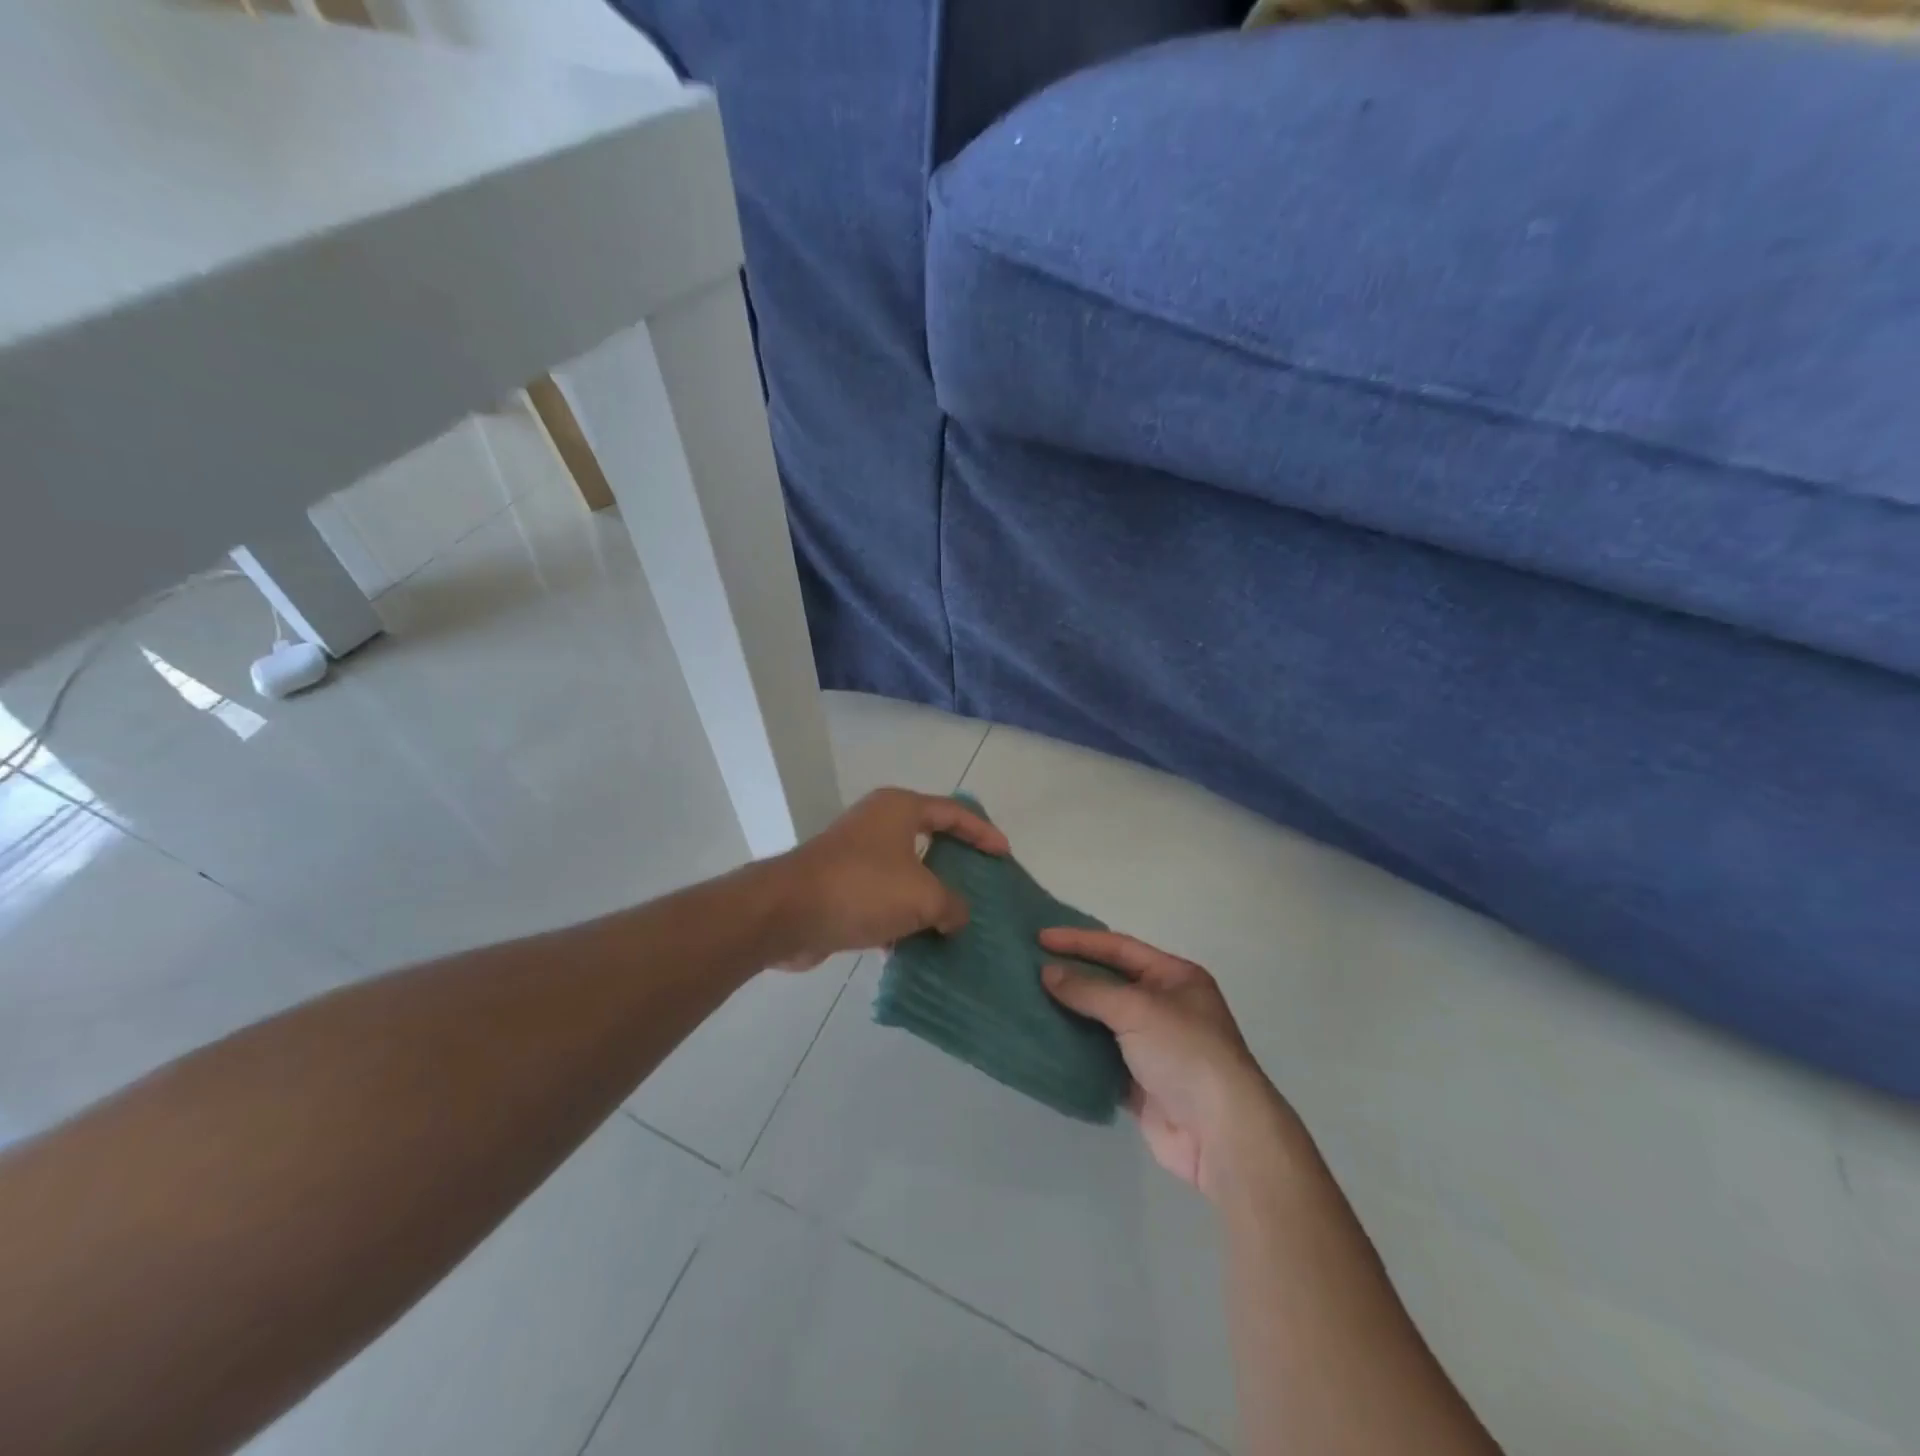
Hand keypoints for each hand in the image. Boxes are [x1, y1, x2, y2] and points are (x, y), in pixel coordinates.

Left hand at [768, 788, 1008, 969]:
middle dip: (957, 866)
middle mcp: (878, 824)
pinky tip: (918, 948)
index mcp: (900, 809)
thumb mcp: (923, 896)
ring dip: (929, 898)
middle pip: (930, 840)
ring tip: (957, 924)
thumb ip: (952, 905)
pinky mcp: (841, 886)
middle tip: (983, 887)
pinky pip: (883, 899)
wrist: (786, 913)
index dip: (982, 832)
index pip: (953, 813)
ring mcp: (856, 855)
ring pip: (906, 874)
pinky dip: (902, 920)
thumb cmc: (863, 888)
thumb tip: (956, 917)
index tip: (1004, 854)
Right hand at [1040, 929, 1287, 1200]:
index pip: (1120, 948)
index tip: (1040, 937)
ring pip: (1102, 1022)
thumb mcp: (1137, 1009)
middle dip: (1072, 975)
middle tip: (1028, 967)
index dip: (1080, 940)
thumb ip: (1089, 990)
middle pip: (1109, 983)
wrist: (1220, 1133)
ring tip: (1028, 1001)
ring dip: (1070, 1013)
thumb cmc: (1185, 1053)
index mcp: (1175, 978)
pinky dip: (1076, 1051)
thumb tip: (1047, 972)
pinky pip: (1100, 1058)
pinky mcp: (1139, 1083)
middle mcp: (1165, 1007)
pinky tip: (1046, 1042)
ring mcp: (1152, 1047)